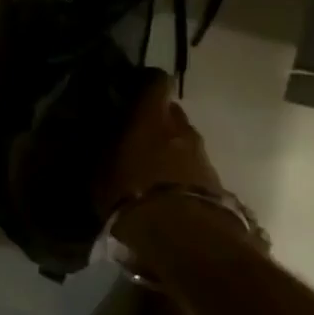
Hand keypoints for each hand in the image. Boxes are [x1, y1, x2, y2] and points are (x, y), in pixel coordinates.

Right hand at [98, 73, 222, 217]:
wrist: (181, 234)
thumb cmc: (130, 192)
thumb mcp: (100, 169)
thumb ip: (102, 146)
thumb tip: (98, 134)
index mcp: (151, 115)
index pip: (156, 80)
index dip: (144, 83)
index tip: (129, 91)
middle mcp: (180, 126)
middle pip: (170, 112)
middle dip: (154, 120)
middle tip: (134, 135)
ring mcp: (201, 153)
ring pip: (182, 139)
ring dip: (168, 147)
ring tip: (148, 168)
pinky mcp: (215, 181)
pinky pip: (192, 166)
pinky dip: (180, 171)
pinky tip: (164, 189)